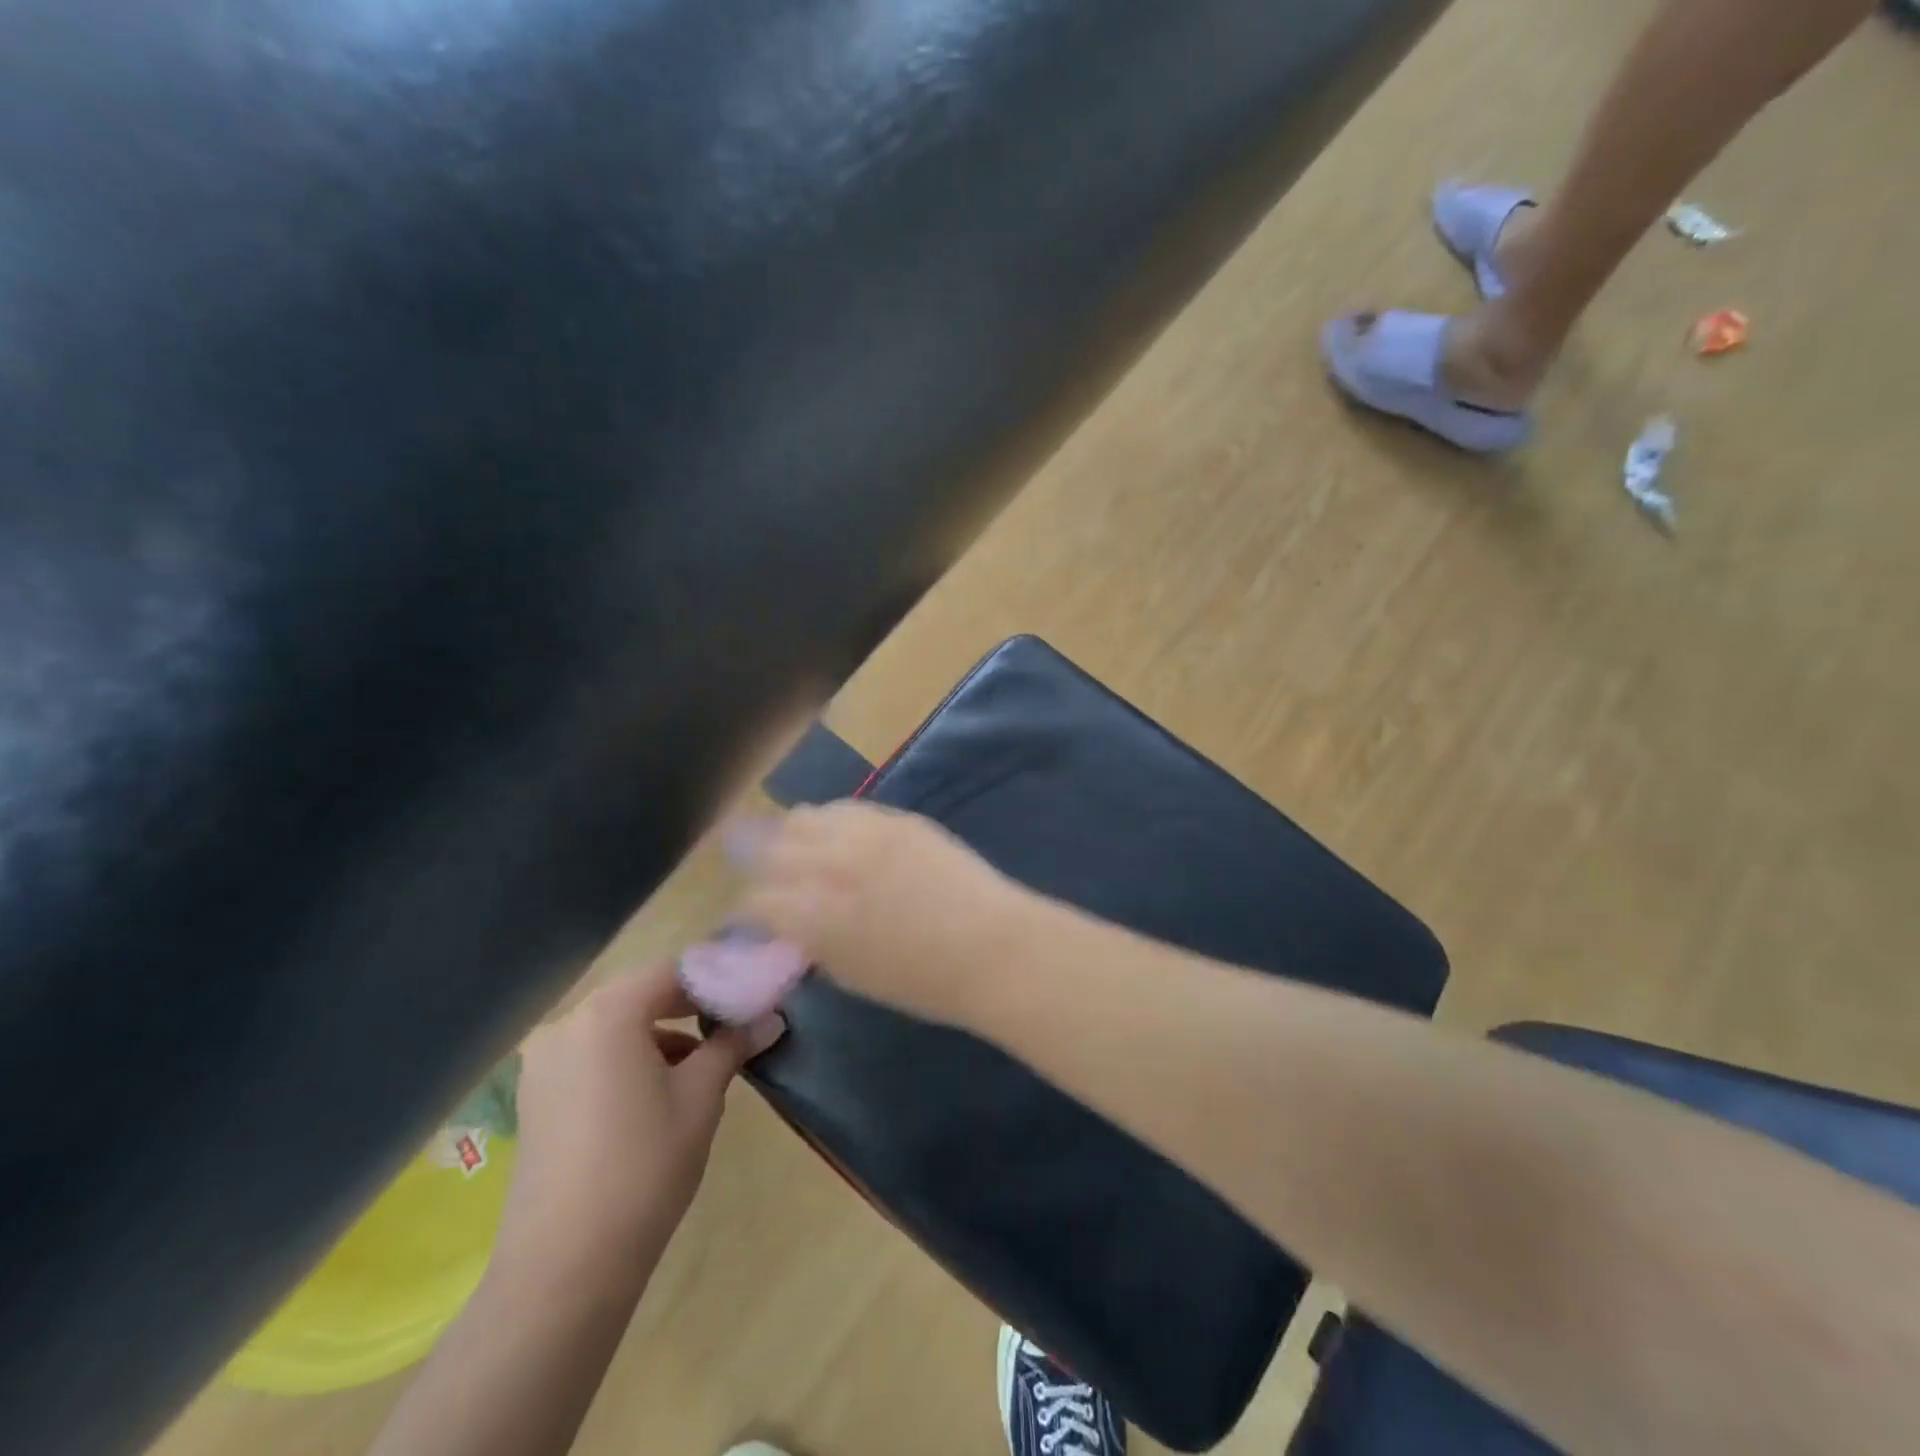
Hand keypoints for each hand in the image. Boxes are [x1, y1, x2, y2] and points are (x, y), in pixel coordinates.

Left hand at [496, 963, 784, 1283]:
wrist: (564, 1266)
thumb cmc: (644, 1165)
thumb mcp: (701, 1097)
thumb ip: (733, 1045)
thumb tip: (771, 1018)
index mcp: (608, 1012)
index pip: (673, 970)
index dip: (717, 978)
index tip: (752, 996)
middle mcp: (568, 1023)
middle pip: (642, 993)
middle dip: (690, 1005)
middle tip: (735, 1024)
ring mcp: (544, 1061)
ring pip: (617, 1025)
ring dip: (661, 1033)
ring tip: (704, 1060)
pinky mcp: (536, 1095)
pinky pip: (593, 1053)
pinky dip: (630, 1057)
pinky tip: (660, 1089)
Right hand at [733, 801, 1030, 1026]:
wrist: (992, 946)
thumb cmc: (923, 982)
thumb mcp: (852, 974)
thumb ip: (812, 942)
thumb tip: (791, 925)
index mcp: (813, 916)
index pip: (753, 900)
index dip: (746, 912)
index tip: (752, 919)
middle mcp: (828, 865)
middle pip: (768, 849)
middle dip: (759, 867)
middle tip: (768, 880)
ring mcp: (863, 833)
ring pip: (801, 817)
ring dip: (791, 836)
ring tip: (798, 850)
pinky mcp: (894, 817)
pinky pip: (844, 807)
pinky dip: (829, 821)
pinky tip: (837, 836)